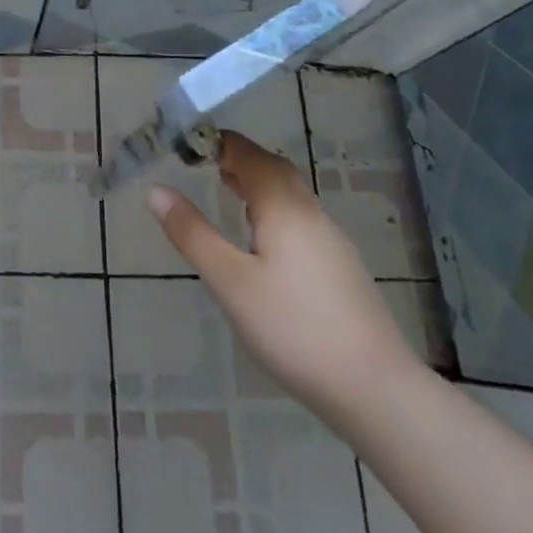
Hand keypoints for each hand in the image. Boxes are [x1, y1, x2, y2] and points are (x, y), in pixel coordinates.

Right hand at [148, 130, 420, 432]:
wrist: (376, 389)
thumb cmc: (293, 329)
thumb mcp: (230, 282)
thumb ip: (192, 233)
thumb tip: (156, 190)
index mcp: (283, 206)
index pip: (248, 154)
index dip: (217, 143)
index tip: (185, 144)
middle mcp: (310, 212)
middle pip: (273, 168)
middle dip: (238, 158)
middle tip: (204, 162)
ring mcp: (331, 239)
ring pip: (290, 194)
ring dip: (257, 183)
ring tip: (227, 190)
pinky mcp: (340, 266)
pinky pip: (300, 217)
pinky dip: (273, 208)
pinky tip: (262, 239)